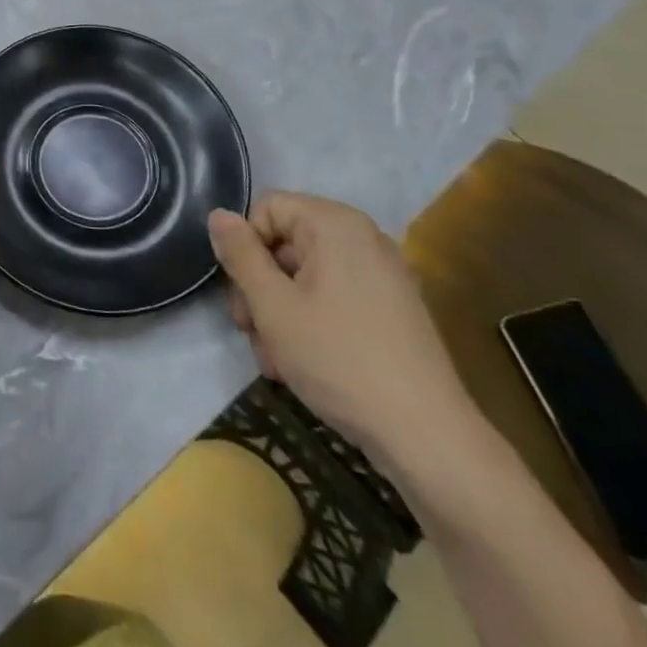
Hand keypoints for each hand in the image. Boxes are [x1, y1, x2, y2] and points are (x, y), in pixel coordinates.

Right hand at [207, 194, 475, 474]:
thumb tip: (218, 215)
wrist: (427, 437)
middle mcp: (363, 237)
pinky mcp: (394, 309)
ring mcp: (383, 274)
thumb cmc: (339, 359)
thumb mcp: (272, 305)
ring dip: (280, 312)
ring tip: (277, 361)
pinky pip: (335, 297)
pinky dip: (312, 321)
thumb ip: (240, 254)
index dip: (244, 248)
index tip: (242, 295)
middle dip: (260, 287)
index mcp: (334, 224)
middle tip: (251, 333)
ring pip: (306, 276)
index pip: (266, 209)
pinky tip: (305, 364)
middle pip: (285, 244)